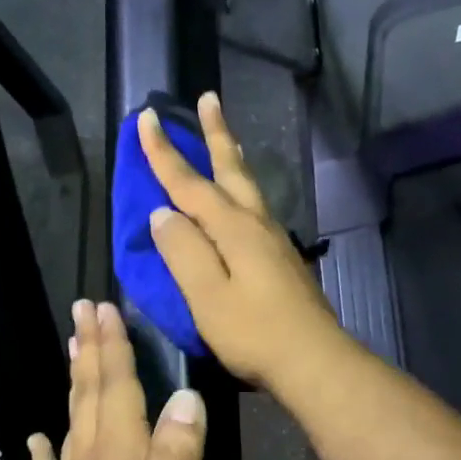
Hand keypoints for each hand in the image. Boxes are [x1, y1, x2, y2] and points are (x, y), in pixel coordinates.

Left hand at [27, 300, 205, 459]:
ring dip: (74, 383)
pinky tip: (37, 437)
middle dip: (90, 351)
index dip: (113, 348)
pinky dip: (44, 449)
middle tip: (82, 310)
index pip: (116, 390)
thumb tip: (184, 397)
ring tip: (71, 349)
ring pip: (72, 423)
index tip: (104, 308)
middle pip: (89, 397)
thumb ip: (179, 459)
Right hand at [139, 93, 345, 390]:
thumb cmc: (254, 333)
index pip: (189, 183)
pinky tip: (240, 201)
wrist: (314, 361)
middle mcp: (256, 224)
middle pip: (231, 169)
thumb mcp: (206, 296)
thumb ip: (183, 252)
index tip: (146, 118)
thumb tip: (163, 214)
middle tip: (208, 98)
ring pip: (249, 187)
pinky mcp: (282, 259)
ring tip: (227, 138)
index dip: (164, 152)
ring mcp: (274, 241)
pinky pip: (255, 208)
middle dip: (216, 133)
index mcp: (232, 229)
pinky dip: (241, 190)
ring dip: (233, 157)